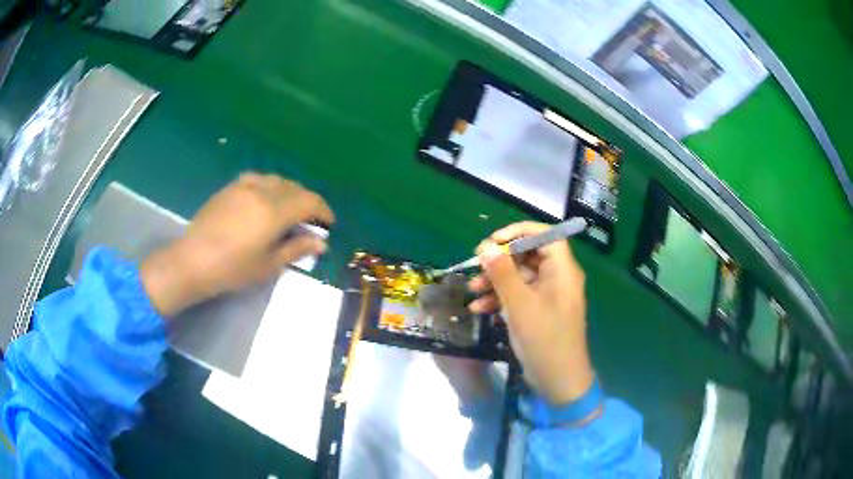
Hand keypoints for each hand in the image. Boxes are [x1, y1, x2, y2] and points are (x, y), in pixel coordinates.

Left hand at [140, 173, 333, 316]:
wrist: (192, 261)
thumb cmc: (232, 269)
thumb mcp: (268, 265)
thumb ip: (296, 249)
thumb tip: (321, 242)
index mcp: (273, 211)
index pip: (309, 201)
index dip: (323, 211)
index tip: (329, 224)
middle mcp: (261, 191)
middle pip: (294, 188)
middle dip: (307, 202)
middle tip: (309, 222)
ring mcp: (243, 186)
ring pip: (276, 180)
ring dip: (289, 192)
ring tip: (288, 210)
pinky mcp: (229, 188)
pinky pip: (258, 179)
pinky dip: (270, 187)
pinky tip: (264, 201)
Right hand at [468, 221, 593, 404]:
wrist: (559, 381)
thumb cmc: (545, 340)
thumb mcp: (520, 306)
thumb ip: (503, 274)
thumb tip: (486, 247)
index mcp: (562, 270)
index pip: (545, 235)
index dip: (519, 232)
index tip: (493, 241)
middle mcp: (557, 278)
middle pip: (529, 255)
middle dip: (501, 260)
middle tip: (476, 264)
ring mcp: (548, 296)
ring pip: (520, 276)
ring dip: (496, 280)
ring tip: (472, 289)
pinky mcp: (539, 312)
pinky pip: (519, 295)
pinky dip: (500, 298)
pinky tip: (479, 308)